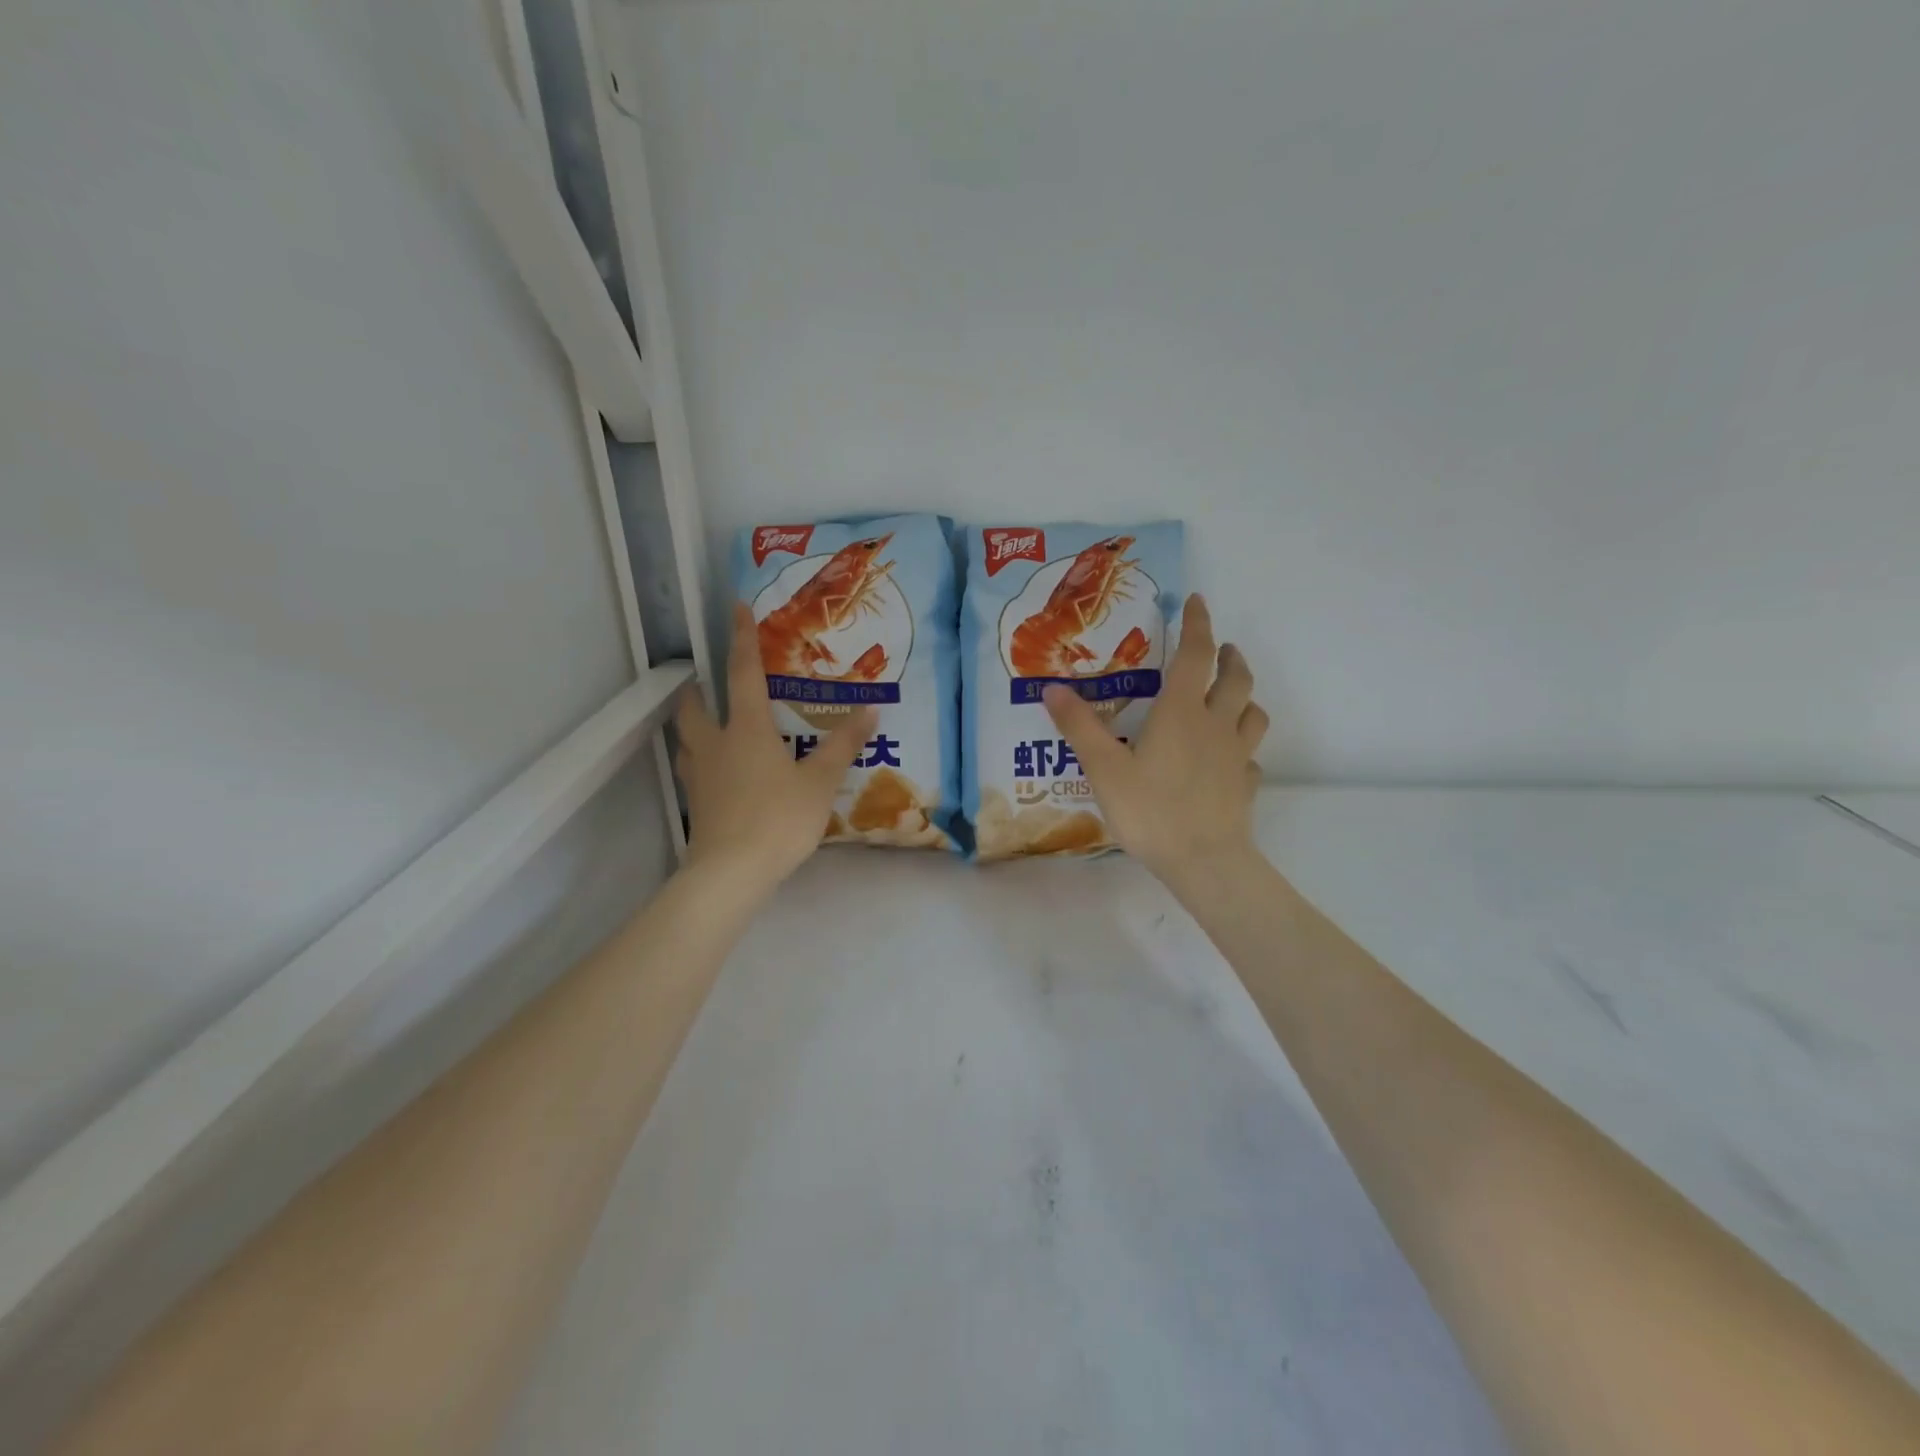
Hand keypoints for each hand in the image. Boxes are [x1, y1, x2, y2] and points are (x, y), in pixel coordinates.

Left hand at [674, 603, 873, 897]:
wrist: (731, 873)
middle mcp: (716, 744)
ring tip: (708, 721)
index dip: (741, 638)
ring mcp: (700, 775)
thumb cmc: (778, 819)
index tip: (735, 607)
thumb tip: (870, 709)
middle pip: (694, 705)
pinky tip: (715, 771)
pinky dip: (699, 758)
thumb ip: (843, 745)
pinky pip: (692, 769)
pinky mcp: (695, 804)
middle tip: (708, 680)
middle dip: (698, 687)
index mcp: (746, 729)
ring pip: (686, 737)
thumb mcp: (820, 781)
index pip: (742, 673)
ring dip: (692, 722)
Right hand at [1043, 594, 1267, 895]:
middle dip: (1229, 656)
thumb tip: (1052, 687)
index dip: (1198, 624)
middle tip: (1222, 648)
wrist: (1204, 861)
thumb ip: (1079, 726)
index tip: (1196, 601)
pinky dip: (1242, 747)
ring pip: (1253, 713)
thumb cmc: (1151, 809)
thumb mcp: (1103, 767)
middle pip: (1236, 678)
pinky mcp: (1246, 784)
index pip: (1197, 654)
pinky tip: (1229, 758)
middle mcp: (1216, 724)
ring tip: (1231, 696)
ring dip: (1245, 696)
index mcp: (1182, 711)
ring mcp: (1237, 755)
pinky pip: (1250, 756)